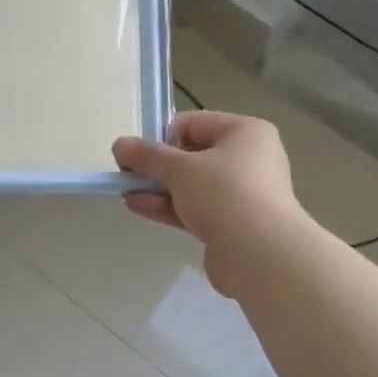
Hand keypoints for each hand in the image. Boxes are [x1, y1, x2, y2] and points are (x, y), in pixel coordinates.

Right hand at [113, 111, 301, 294]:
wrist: (258, 252)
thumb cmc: (223, 193)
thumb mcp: (179, 168)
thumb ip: (147, 156)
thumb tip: (119, 144)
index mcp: (245, 132)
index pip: (194, 123)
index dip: (161, 135)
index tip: (134, 152)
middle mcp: (248, 159)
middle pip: (193, 156)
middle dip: (157, 166)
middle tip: (126, 174)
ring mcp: (242, 194)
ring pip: (192, 186)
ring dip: (159, 188)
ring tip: (125, 192)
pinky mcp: (232, 224)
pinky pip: (195, 209)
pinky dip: (169, 207)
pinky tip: (138, 207)